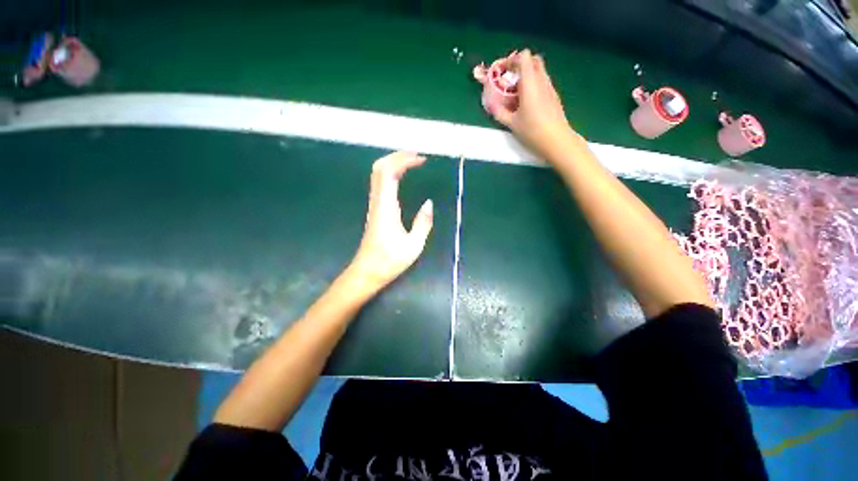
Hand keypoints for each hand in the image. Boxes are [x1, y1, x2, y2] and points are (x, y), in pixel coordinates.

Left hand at [346, 151, 433, 293]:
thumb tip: (429, 203)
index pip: (389, 173)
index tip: (421, 160)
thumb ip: (423, 223)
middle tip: (417, 156)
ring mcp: (374, 205)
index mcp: (386, 207)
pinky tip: (402, 177)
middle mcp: (377, 202)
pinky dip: (391, 174)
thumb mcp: (413, 245)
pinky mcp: (375, 210)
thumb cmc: (389, 261)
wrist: (366, 272)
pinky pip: (381, 184)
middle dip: (397, 157)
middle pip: (379, 168)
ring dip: (394, 163)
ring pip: (378, 175)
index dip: (404, 161)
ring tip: (413, 163)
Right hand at [488, 50, 577, 157]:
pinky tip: (527, 102)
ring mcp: (550, 88)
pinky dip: (534, 85)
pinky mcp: (554, 97)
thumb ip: (500, 112)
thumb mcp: (512, 124)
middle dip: (520, 65)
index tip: (503, 72)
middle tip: (510, 80)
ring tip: (517, 93)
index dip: (512, 60)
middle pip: (534, 60)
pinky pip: (543, 82)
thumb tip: (490, 105)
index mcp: (530, 84)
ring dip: (527, 76)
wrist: (557, 141)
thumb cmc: (533, 131)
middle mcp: (542, 81)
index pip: (524, 57)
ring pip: (540, 72)